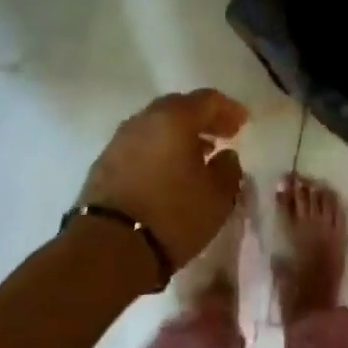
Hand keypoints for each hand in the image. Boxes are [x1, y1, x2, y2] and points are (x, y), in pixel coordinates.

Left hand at [77, 90, 248, 267]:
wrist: (108, 247)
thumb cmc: (173, 215)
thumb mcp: (217, 197)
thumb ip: (229, 169)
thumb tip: (226, 155)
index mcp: (174, 118)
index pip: (207, 100)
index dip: (229, 109)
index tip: (243, 122)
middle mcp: (144, 120)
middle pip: (178, 107)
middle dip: (202, 119)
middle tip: (221, 135)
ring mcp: (119, 140)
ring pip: (156, 126)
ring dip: (178, 135)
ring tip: (196, 155)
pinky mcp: (104, 163)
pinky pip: (139, 145)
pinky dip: (158, 149)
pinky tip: (168, 171)